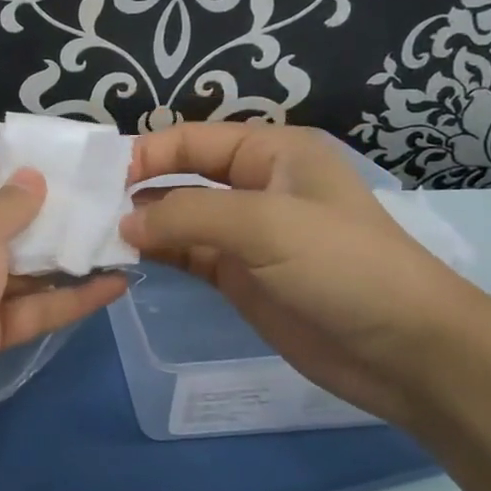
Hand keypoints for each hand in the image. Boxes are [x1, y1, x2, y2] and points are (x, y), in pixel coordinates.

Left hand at [0, 153, 126, 472]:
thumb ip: (10, 205)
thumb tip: (33, 178)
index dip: (33, 168)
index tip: (86, 166)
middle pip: (9, 220)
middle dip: (59, 213)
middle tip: (120, 204)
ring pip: (23, 268)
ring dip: (69, 257)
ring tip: (127, 242)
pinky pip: (28, 310)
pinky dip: (67, 300)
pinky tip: (114, 287)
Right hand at [121, 124, 490, 426]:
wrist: (405, 351)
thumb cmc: (342, 266)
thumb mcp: (265, 225)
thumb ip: (188, 217)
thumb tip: (124, 222)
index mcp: (271, 153)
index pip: (192, 140)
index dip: (146, 153)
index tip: (99, 179)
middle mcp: (254, 186)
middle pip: (181, 176)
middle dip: (138, 189)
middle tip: (85, 209)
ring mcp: (246, 235)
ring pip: (179, 219)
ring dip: (142, 224)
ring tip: (93, 235)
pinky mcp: (239, 277)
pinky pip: (187, 255)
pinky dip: (157, 254)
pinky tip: (125, 258)